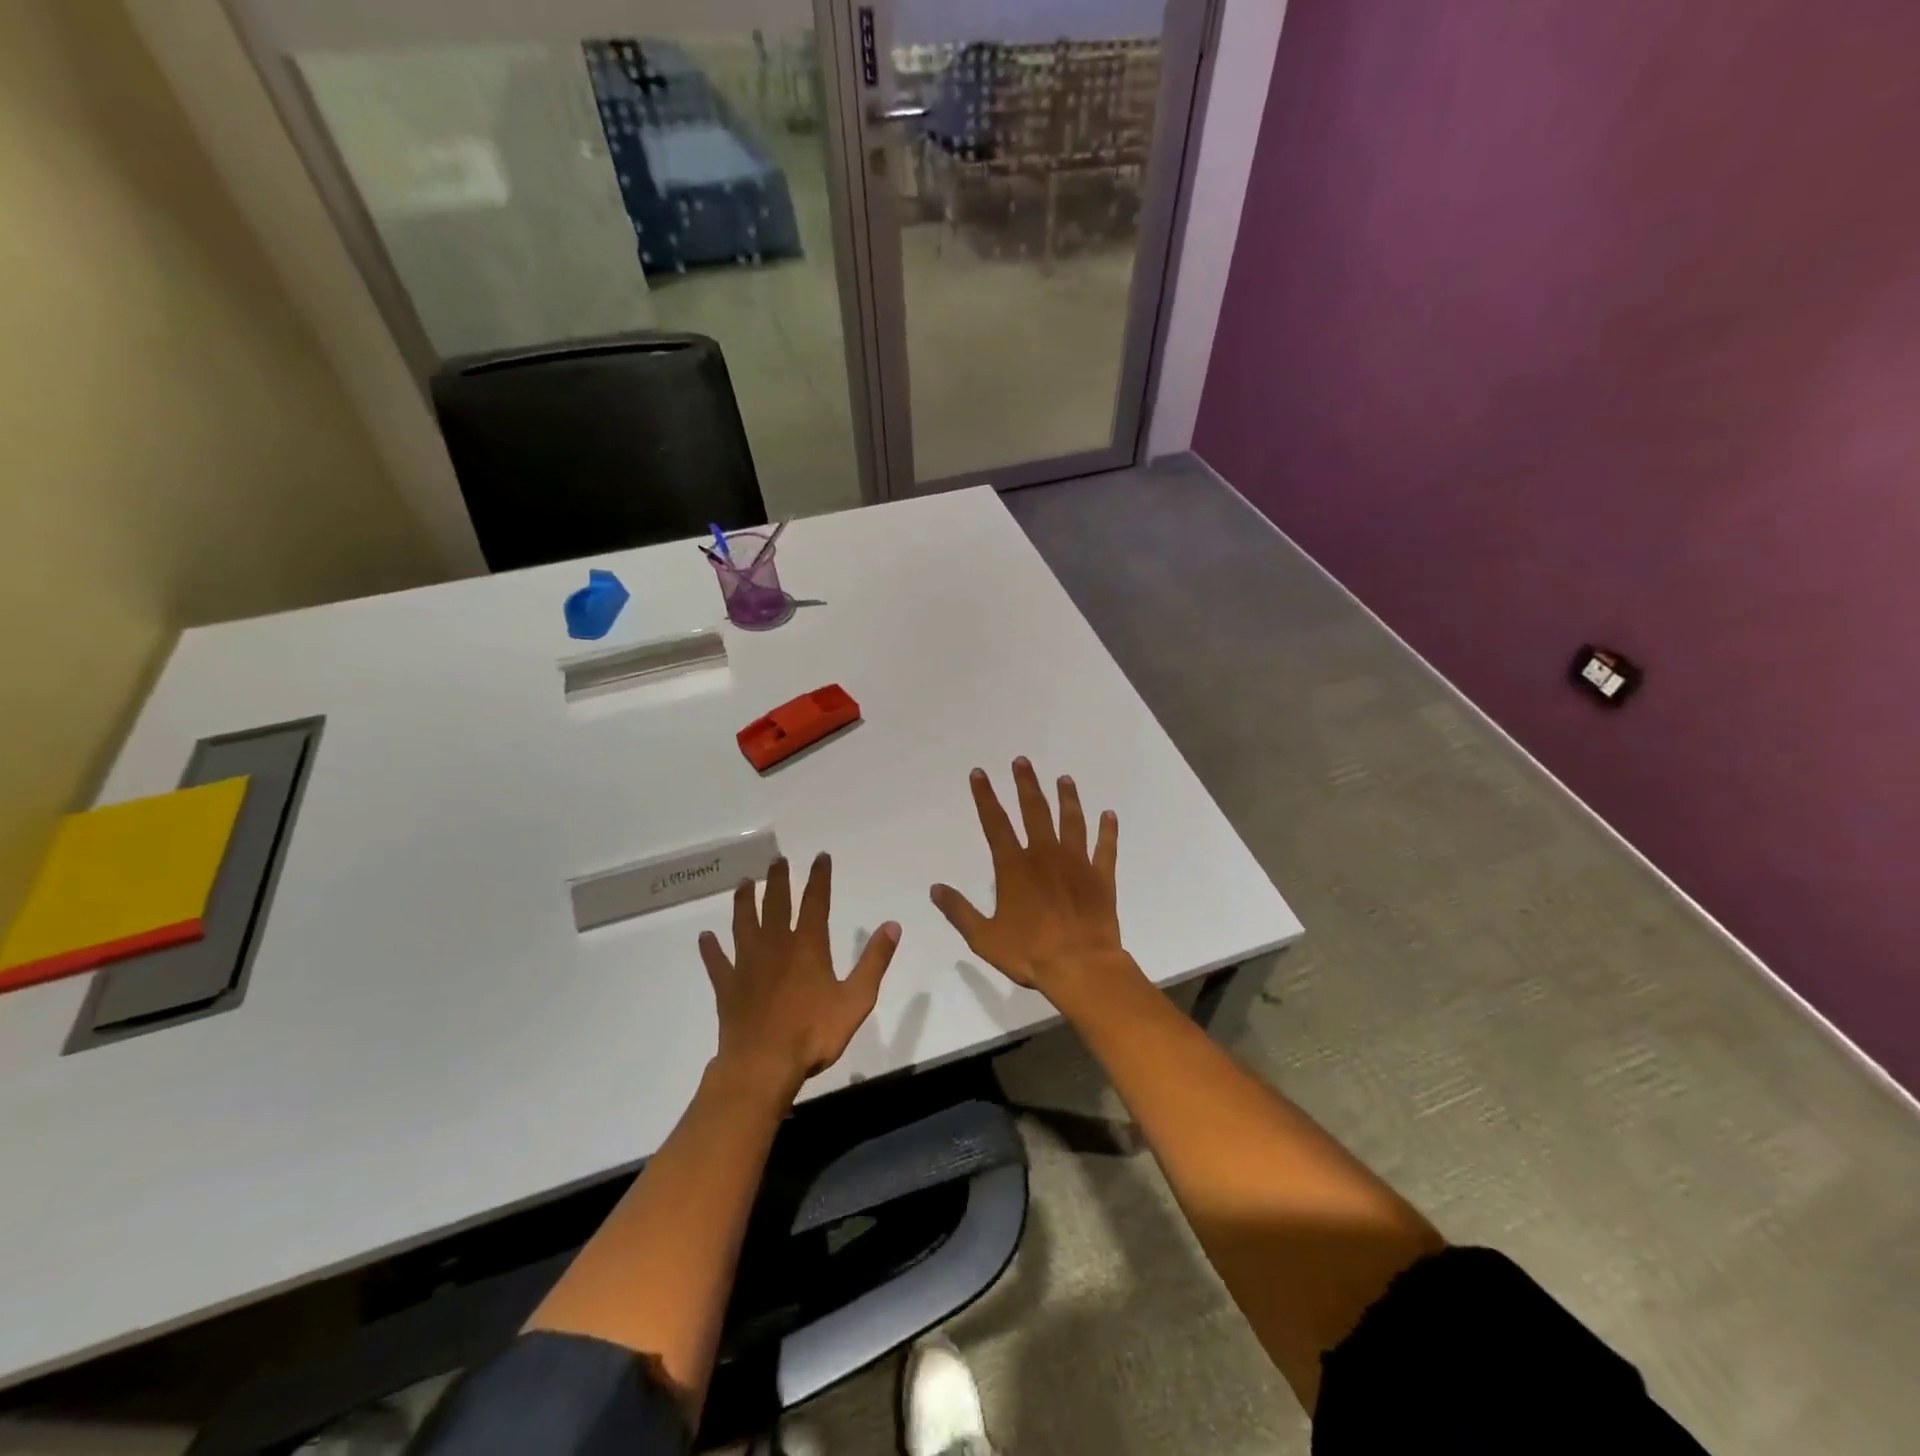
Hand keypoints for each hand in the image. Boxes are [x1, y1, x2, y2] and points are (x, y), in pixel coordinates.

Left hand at [699, 854, 899, 1099]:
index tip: (820, 857)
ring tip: (743, 883)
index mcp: (807, 946)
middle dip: (777, 880)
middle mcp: (775, 946)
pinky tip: (705, 938)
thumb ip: (874, 961)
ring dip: (743, 902)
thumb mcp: (856, 999)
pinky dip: (711, 949)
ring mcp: (747, 965)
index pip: (815, 902)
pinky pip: (717, 963)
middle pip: (775, 904)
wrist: (763, 1066)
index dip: (819, 878)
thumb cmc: (813, 1033)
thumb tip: (892, 925)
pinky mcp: (728, 987)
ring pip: (743, 924)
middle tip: (776, 860)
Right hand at [931, 758, 1138, 1008]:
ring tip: (1064, 779)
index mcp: (1014, 867)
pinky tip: (1110, 815)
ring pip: (1071, 821)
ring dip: (1067, 798)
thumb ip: (959, 911)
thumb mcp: (984, 937)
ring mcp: (1076, 863)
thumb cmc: (1029, 953)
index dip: (985, 796)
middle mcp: (1045, 855)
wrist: (1081, 966)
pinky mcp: (1101, 877)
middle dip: (1026, 784)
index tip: (980, 773)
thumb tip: (935, 888)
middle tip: (1022, 761)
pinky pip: (1105, 848)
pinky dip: (1108, 830)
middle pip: (1034, 811)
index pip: (995, 823)